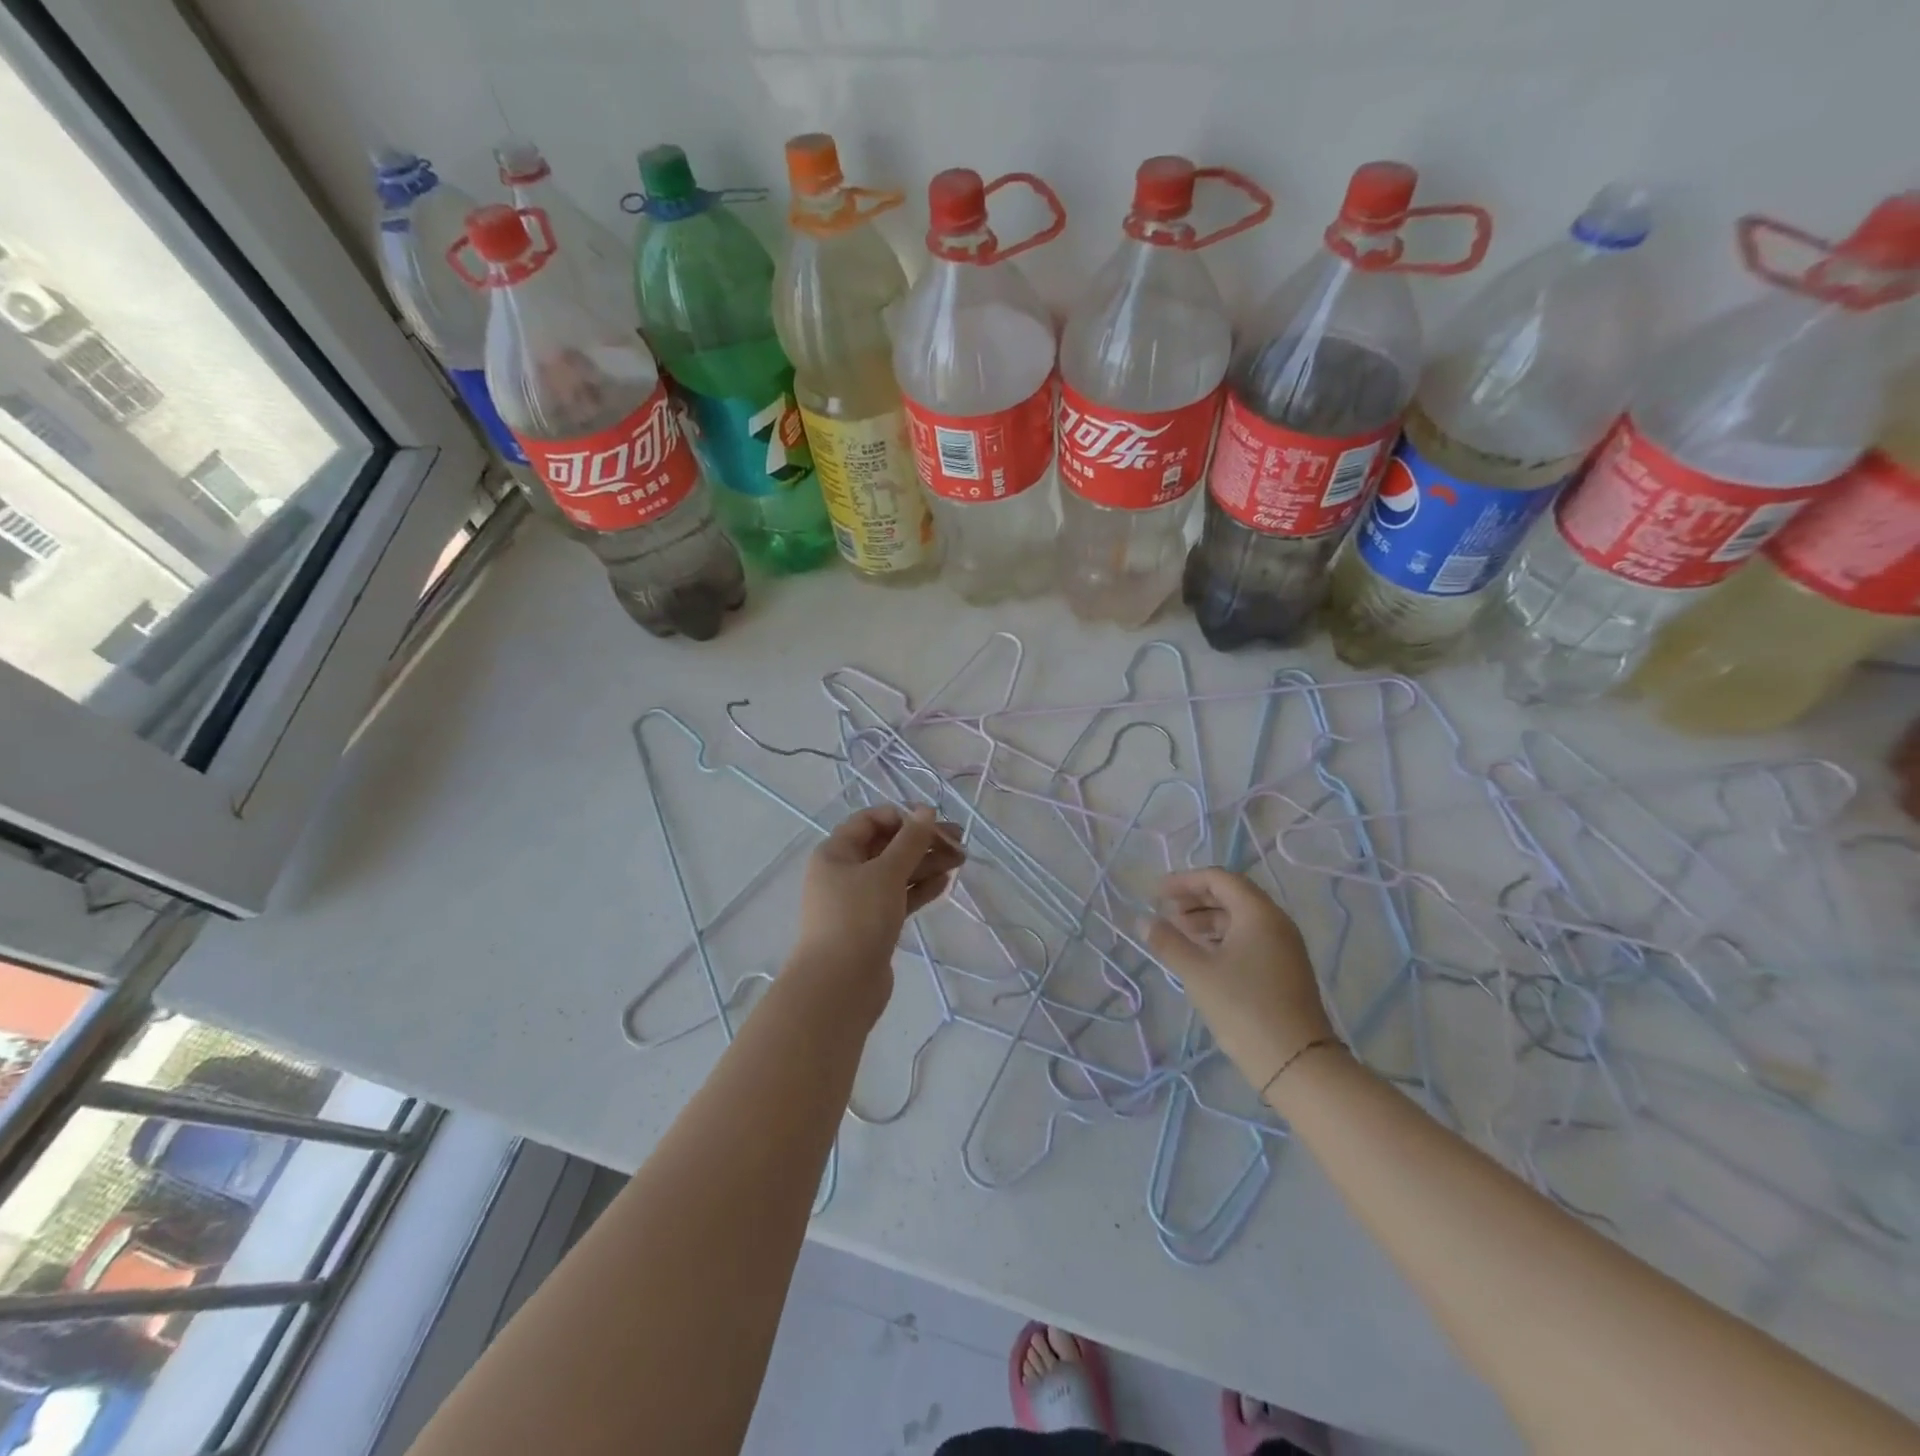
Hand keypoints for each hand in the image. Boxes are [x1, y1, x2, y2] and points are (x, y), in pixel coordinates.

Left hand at [791, 806, 964, 1005]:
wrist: (839, 985)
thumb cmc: (858, 918)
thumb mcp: (886, 872)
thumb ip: (910, 841)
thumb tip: (926, 811)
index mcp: (836, 852)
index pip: (870, 821)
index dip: (902, 817)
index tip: (934, 822)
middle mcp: (843, 872)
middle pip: (886, 847)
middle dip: (922, 842)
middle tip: (959, 842)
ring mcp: (858, 901)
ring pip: (895, 873)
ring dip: (926, 864)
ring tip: (960, 860)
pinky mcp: (872, 925)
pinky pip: (898, 897)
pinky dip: (919, 888)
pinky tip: (945, 882)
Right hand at [1144, 868, 1337, 1097]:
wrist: (1296, 1063)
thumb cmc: (1243, 1008)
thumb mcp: (1197, 972)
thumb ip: (1168, 942)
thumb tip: (1143, 920)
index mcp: (1258, 913)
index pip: (1219, 879)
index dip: (1184, 881)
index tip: (1156, 894)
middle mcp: (1276, 922)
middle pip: (1231, 895)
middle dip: (1194, 899)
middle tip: (1164, 912)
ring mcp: (1283, 946)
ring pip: (1240, 918)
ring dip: (1206, 920)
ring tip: (1177, 934)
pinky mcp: (1284, 969)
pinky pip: (1249, 938)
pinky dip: (1221, 938)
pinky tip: (1201, 955)